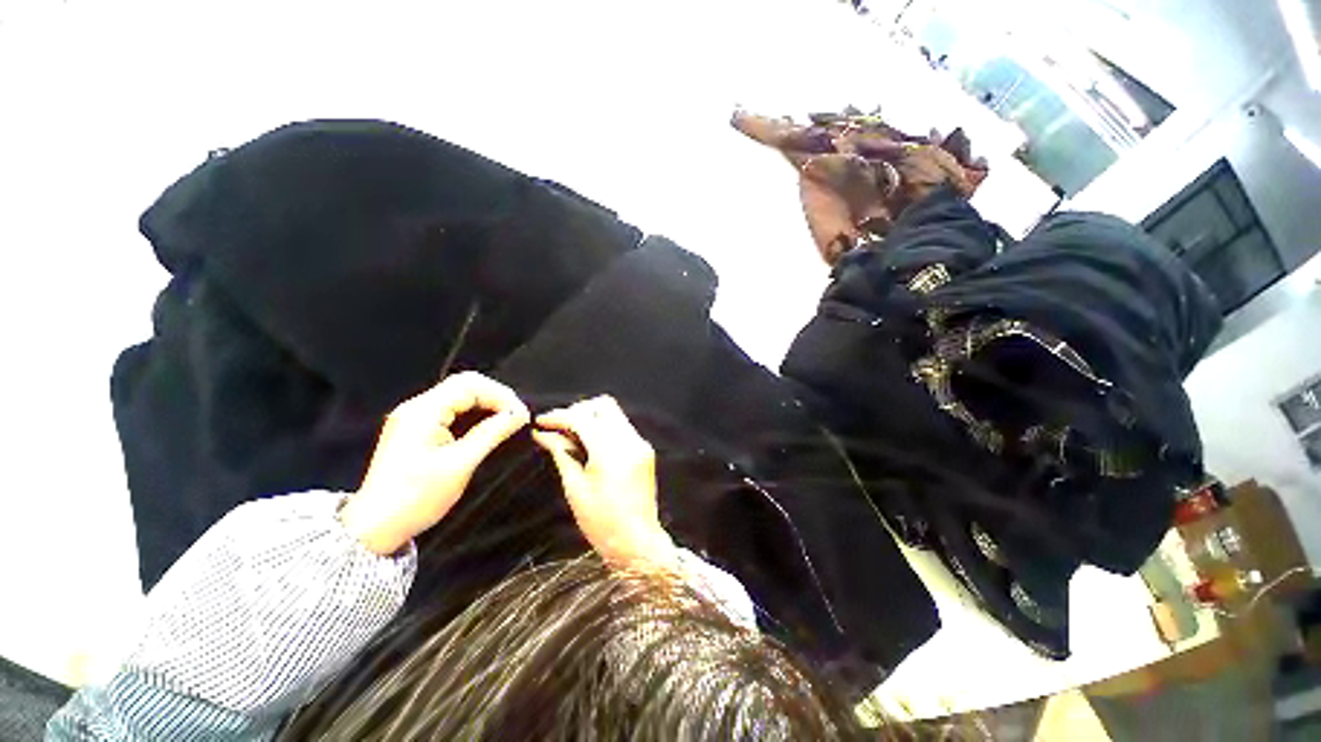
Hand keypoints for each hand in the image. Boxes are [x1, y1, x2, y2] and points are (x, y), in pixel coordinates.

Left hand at [340, 372, 529, 554]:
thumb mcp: (461, 464)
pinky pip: (451, 409)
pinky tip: (487, 426)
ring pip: (459, 395)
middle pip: (465, 384)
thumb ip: (492, 433)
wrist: (376, 527)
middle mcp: (417, 407)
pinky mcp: (416, 428)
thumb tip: (520, 414)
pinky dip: (474, 413)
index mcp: (423, 411)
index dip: (501, 395)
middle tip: (516, 416)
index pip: (470, 385)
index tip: (521, 415)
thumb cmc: (417, 497)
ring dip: (486, 404)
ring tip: (507, 420)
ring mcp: (414, 417)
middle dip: (495, 396)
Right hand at [531, 396, 677, 570]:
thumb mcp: (575, 488)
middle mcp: (630, 441)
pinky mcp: (645, 450)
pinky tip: (590, 445)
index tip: (541, 422)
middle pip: (603, 406)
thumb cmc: (602, 522)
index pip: (582, 419)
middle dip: (578, 411)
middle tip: (559, 428)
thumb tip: (544, 434)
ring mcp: (641, 444)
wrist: (638, 542)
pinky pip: (622, 427)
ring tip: (571, 437)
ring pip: (614, 414)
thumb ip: (562, 454)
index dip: (559, 416)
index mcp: (611, 452)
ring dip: (591, 418)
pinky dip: (604, 428)